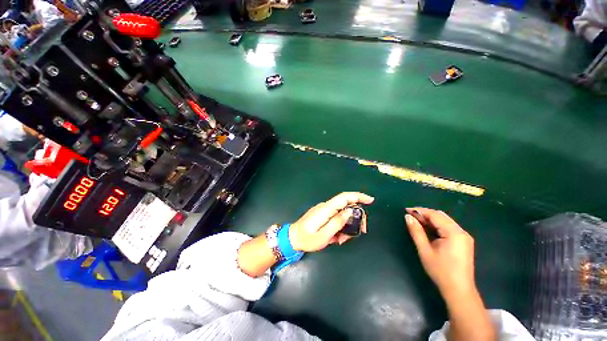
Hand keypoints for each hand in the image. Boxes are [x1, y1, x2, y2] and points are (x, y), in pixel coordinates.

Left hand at [289, 192, 373, 251]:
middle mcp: (326, 207)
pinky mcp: (322, 215)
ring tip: (341, 240)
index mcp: (326, 209)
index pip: (344, 197)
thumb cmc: (307, 239)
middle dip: (356, 218)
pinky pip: (335, 218)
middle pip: (346, 206)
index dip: (358, 196)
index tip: (370, 200)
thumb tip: (350, 211)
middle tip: (360, 232)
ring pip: (342, 214)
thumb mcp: (324, 235)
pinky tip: (336, 238)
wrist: (292, 238)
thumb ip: (337, 223)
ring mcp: (324, 210)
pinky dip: (339, 227)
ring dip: (346, 226)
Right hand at [404, 207, 475, 297]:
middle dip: (425, 213)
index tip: (406, 210)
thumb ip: (416, 231)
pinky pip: (448, 227)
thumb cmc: (440, 271)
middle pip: (441, 216)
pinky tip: (428, 228)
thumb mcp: (425, 250)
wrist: (459, 290)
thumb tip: (408, 217)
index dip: (420, 211)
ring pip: (445, 221)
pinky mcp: (463, 242)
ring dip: (430, 219)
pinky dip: (436, 225)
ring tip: (416, 220)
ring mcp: (464, 237)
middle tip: (410, 215)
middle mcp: (461, 232)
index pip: (435, 215)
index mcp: (454, 233)